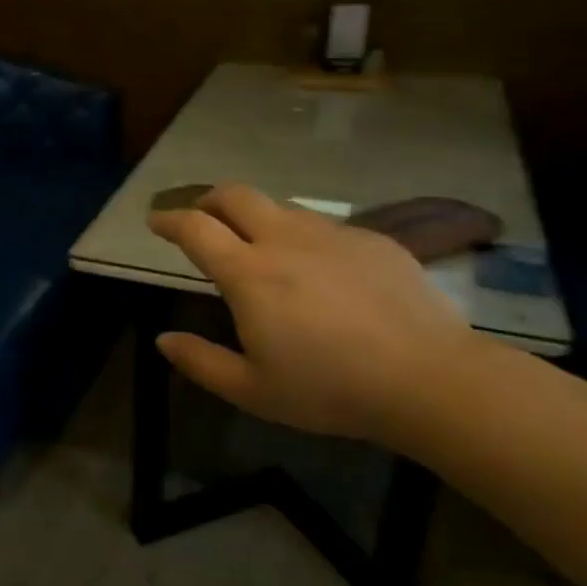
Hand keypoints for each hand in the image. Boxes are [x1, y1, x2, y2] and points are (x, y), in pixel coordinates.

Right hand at [148, 185, 481, 442]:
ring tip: (259, 246)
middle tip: (201, 217)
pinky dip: (303, 238)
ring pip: (281, 208)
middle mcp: (285, 241)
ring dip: (257, 218)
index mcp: (249, 274)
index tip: (155, 221)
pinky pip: (324, 227)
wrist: (430, 379)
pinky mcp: (373, 240)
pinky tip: (319, 272)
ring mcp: (332, 235)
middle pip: (236, 195)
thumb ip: (201, 362)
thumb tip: (163, 340)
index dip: (169, 220)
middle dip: (209, 199)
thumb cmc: (331, 389)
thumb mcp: (253, 390)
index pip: (195, 228)